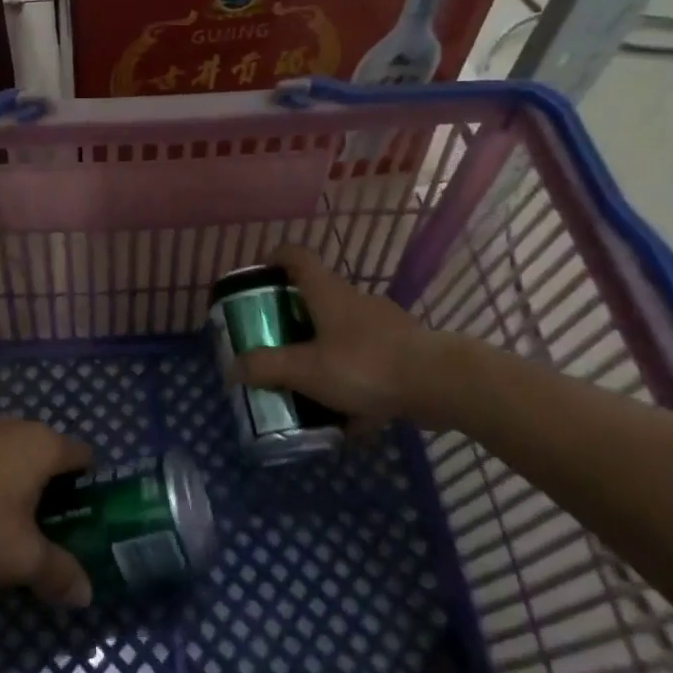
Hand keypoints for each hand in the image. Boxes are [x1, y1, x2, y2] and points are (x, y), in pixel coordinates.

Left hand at [0, 420, 94, 606]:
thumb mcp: (21, 557)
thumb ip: (58, 572)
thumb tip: (86, 593)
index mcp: (45, 445)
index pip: (84, 457)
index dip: (90, 489)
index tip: (86, 523)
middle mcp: (19, 427)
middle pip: (51, 457)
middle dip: (55, 492)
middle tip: (52, 535)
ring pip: (19, 458)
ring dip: (23, 488)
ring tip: (16, 530)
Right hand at [235, 245, 464, 428]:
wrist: (440, 382)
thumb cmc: (364, 364)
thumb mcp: (306, 369)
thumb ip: (267, 367)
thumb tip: (233, 368)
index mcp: (327, 292)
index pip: (295, 256)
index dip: (273, 259)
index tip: (259, 277)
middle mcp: (354, 299)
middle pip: (316, 296)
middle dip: (293, 318)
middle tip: (275, 342)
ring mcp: (383, 323)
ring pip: (343, 331)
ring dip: (324, 351)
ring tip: (309, 386)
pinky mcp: (404, 349)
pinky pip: (368, 360)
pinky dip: (354, 379)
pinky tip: (350, 416)